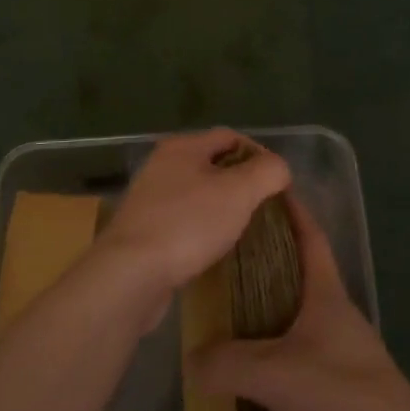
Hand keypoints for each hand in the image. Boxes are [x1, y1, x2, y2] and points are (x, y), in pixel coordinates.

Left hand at [100, 128, 290, 296]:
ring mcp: (150, 198)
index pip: (231, 136)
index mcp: (182, 146)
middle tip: (265, 207)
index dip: (260, 154)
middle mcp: (162, 165)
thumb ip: (267, 172)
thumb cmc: (188, 225)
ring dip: (223, 208)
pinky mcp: (144, 230)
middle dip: (242, 182)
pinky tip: (215, 249)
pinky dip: (203, 229)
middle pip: (213, 164)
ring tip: (245, 229)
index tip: (279, 183)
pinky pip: (184, 221)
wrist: (130, 274)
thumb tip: (279, 168)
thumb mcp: (239, 192)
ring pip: (198, 194)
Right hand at [192, 195, 409, 410]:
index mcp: (326, 299)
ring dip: (254, 366)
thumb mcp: (276, 373)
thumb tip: (191, 359)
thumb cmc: (342, 396)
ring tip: (214, 367)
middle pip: (291, 295)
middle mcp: (332, 327)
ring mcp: (337, 371)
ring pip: (287, 356)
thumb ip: (227, 364)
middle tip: (217, 279)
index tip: (269, 191)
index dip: (292, 212)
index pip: (310, 239)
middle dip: (256, 286)